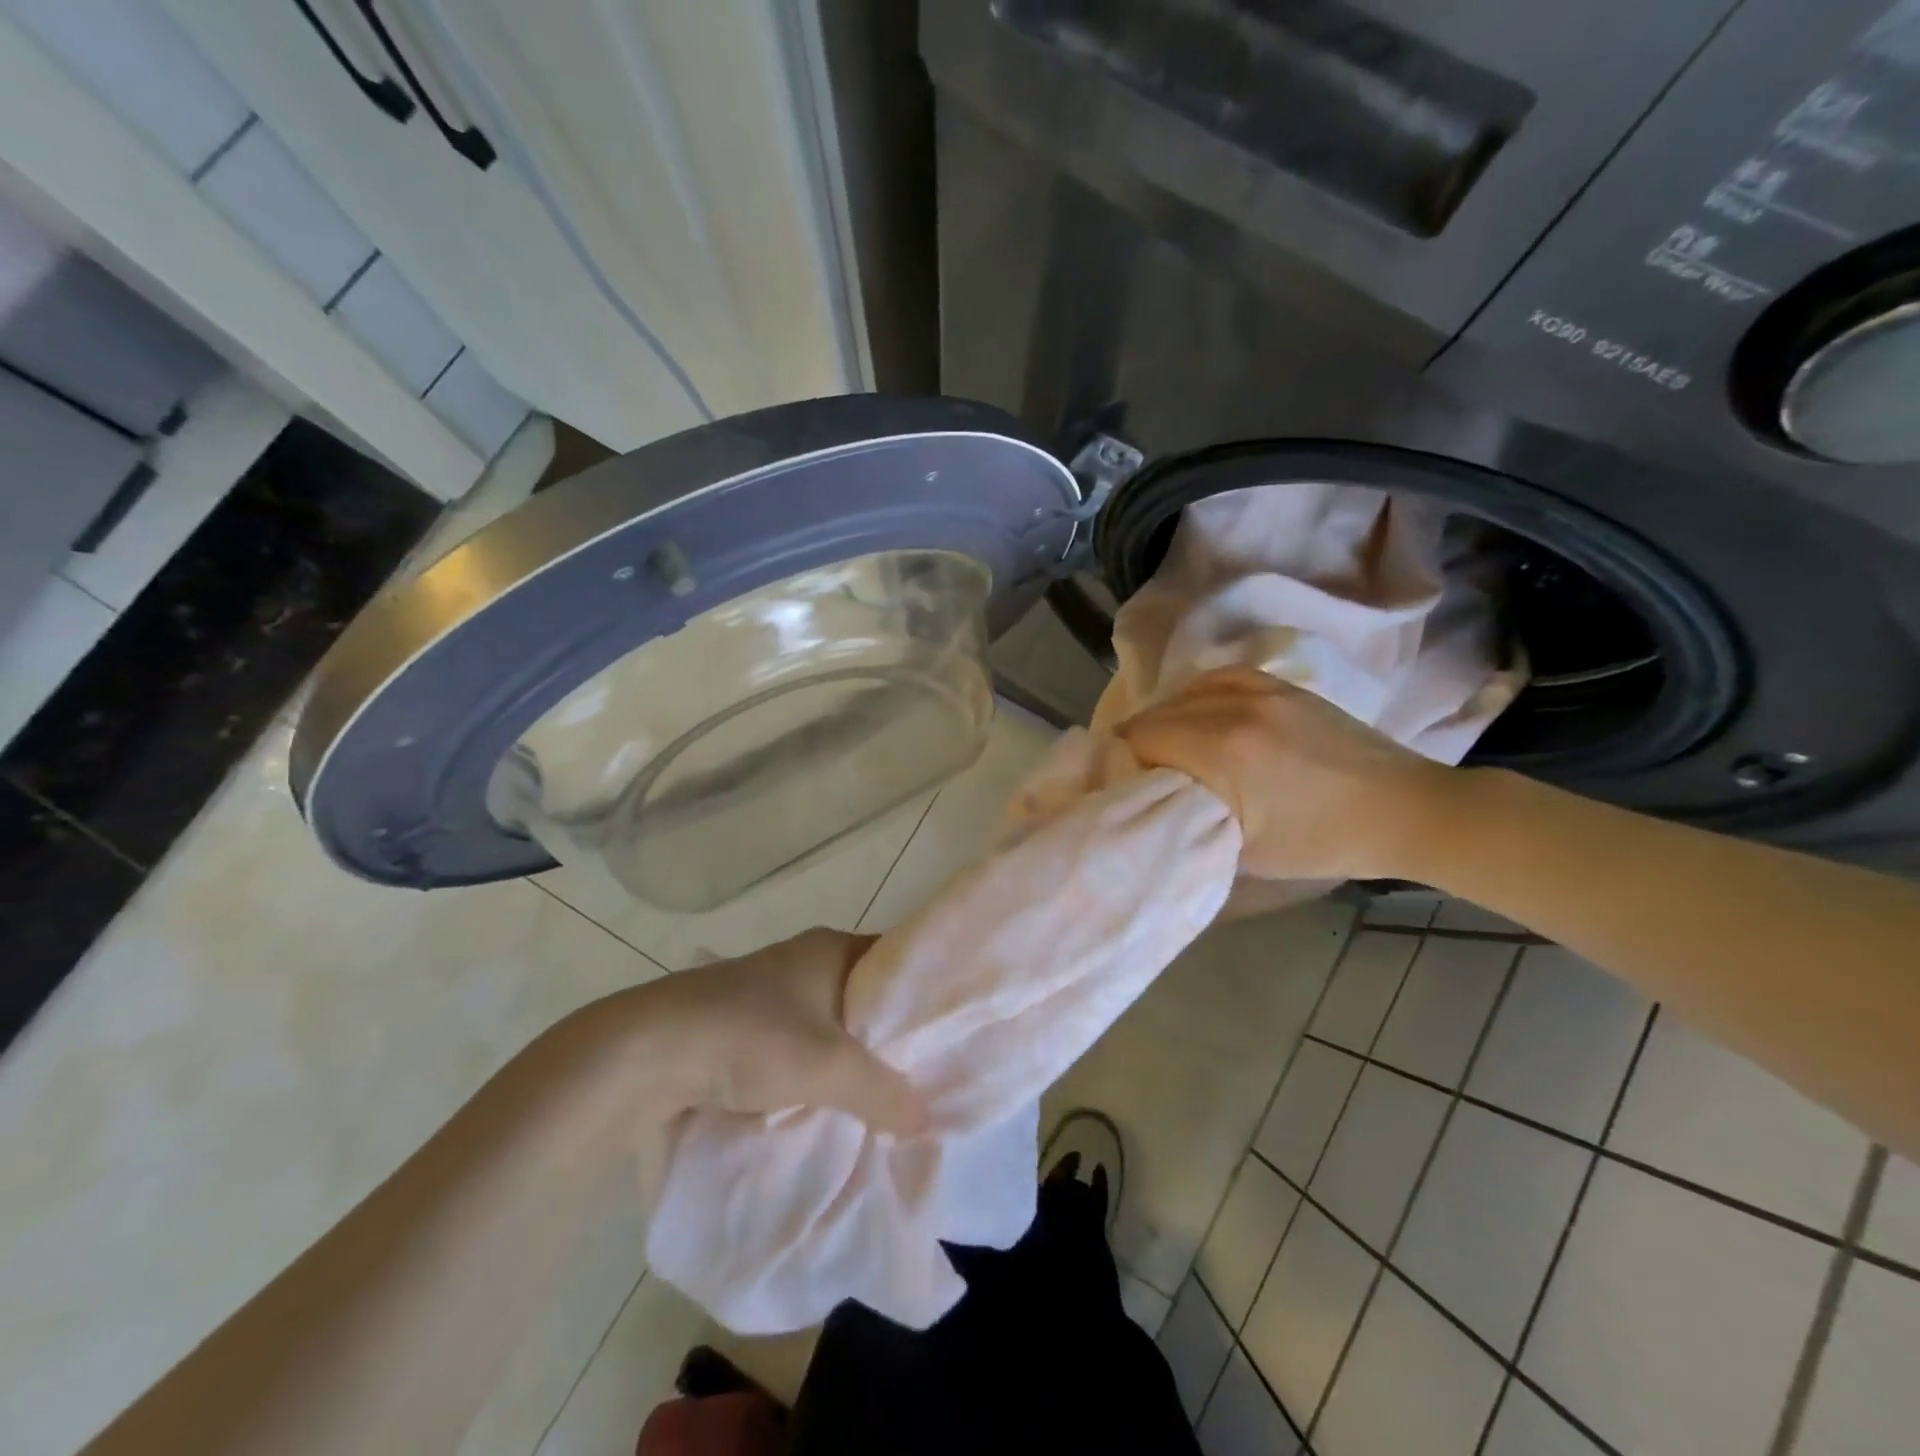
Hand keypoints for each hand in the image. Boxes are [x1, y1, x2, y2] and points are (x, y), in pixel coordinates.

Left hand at [607, 928, 927, 1134]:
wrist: (645, 1051)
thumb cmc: (750, 1037)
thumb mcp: (829, 1067)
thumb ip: (884, 1091)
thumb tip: (928, 1118)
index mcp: (832, 948)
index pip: (897, 962)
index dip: (923, 997)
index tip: (950, 1036)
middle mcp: (804, 960)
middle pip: (865, 997)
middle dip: (888, 1038)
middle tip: (923, 1078)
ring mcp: (769, 990)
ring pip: (830, 1024)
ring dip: (848, 1058)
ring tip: (882, 1099)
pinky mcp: (740, 1022)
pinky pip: (797, 1043)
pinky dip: (813, 1070)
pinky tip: (825, 1103)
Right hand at [1115, 667, 1458, 881]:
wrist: (1403, 810)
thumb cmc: (1322, 842)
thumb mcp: (1245, 851)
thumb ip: (1190, 822)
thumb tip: (1153, 808)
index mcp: (1222, 751)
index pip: (1141, 738)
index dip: (1123, 761)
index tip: (1123, 784)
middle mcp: (1234, 708)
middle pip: (1158, 713)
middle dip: (1139, 741)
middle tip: (1139, 772)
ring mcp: (1262, 690)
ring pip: (1186, 692)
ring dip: (1166, 716)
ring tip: (1164, 742)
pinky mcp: (1283, 686)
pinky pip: (1220, 677)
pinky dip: (1197, 693)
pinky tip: (1195, 709)